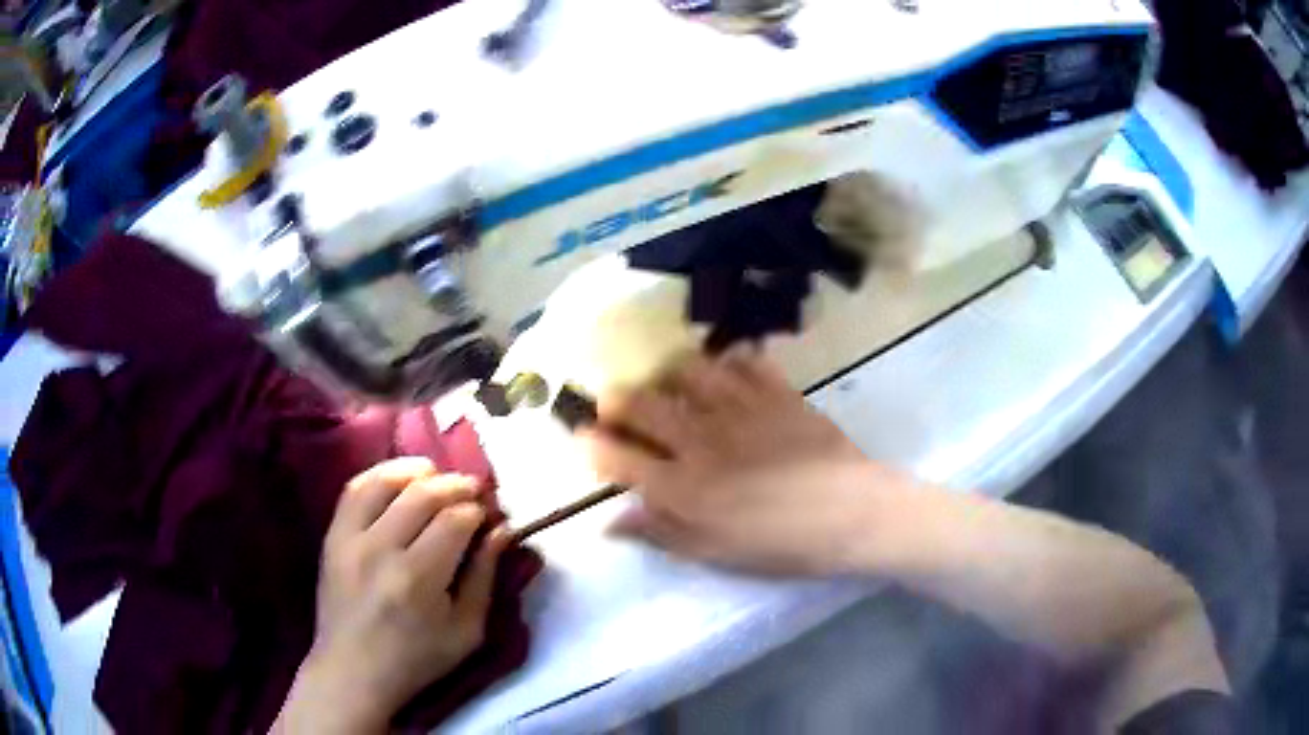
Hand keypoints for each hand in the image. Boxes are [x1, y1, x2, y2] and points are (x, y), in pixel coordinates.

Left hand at [276, 458, 505, 733]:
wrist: (353, 671)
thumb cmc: (418, 660)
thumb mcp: (467, 631)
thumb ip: (485, 577)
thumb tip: (502, 531)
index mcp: (418, 579)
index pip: (455, 520)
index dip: (478, 511)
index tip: (490, 516)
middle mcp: (381, 550)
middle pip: (423, 494)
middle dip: (456, 486)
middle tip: (473, 492)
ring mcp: (350, 539)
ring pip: (386, 482)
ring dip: (418, 471)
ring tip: (438, 478)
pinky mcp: (332, 536)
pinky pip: (355, 489)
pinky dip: (380, 475)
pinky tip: (400, 480)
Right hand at [583, 349, 918, 574]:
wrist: (851, 514)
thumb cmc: (781, 544)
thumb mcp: (716, 553)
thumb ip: (661, 532)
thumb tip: (608, 522)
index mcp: (682, 485)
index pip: (615, 455)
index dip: (590, 445)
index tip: (584, 440)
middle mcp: (700, 437)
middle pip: (638, 401)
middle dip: (615, 401)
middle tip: (619, 408)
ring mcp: (738, 407)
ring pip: (685, 369)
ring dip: (669, 376)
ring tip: (674, 388)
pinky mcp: (775, 390)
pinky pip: (744, 359)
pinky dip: (731, 362)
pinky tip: (731, 375)